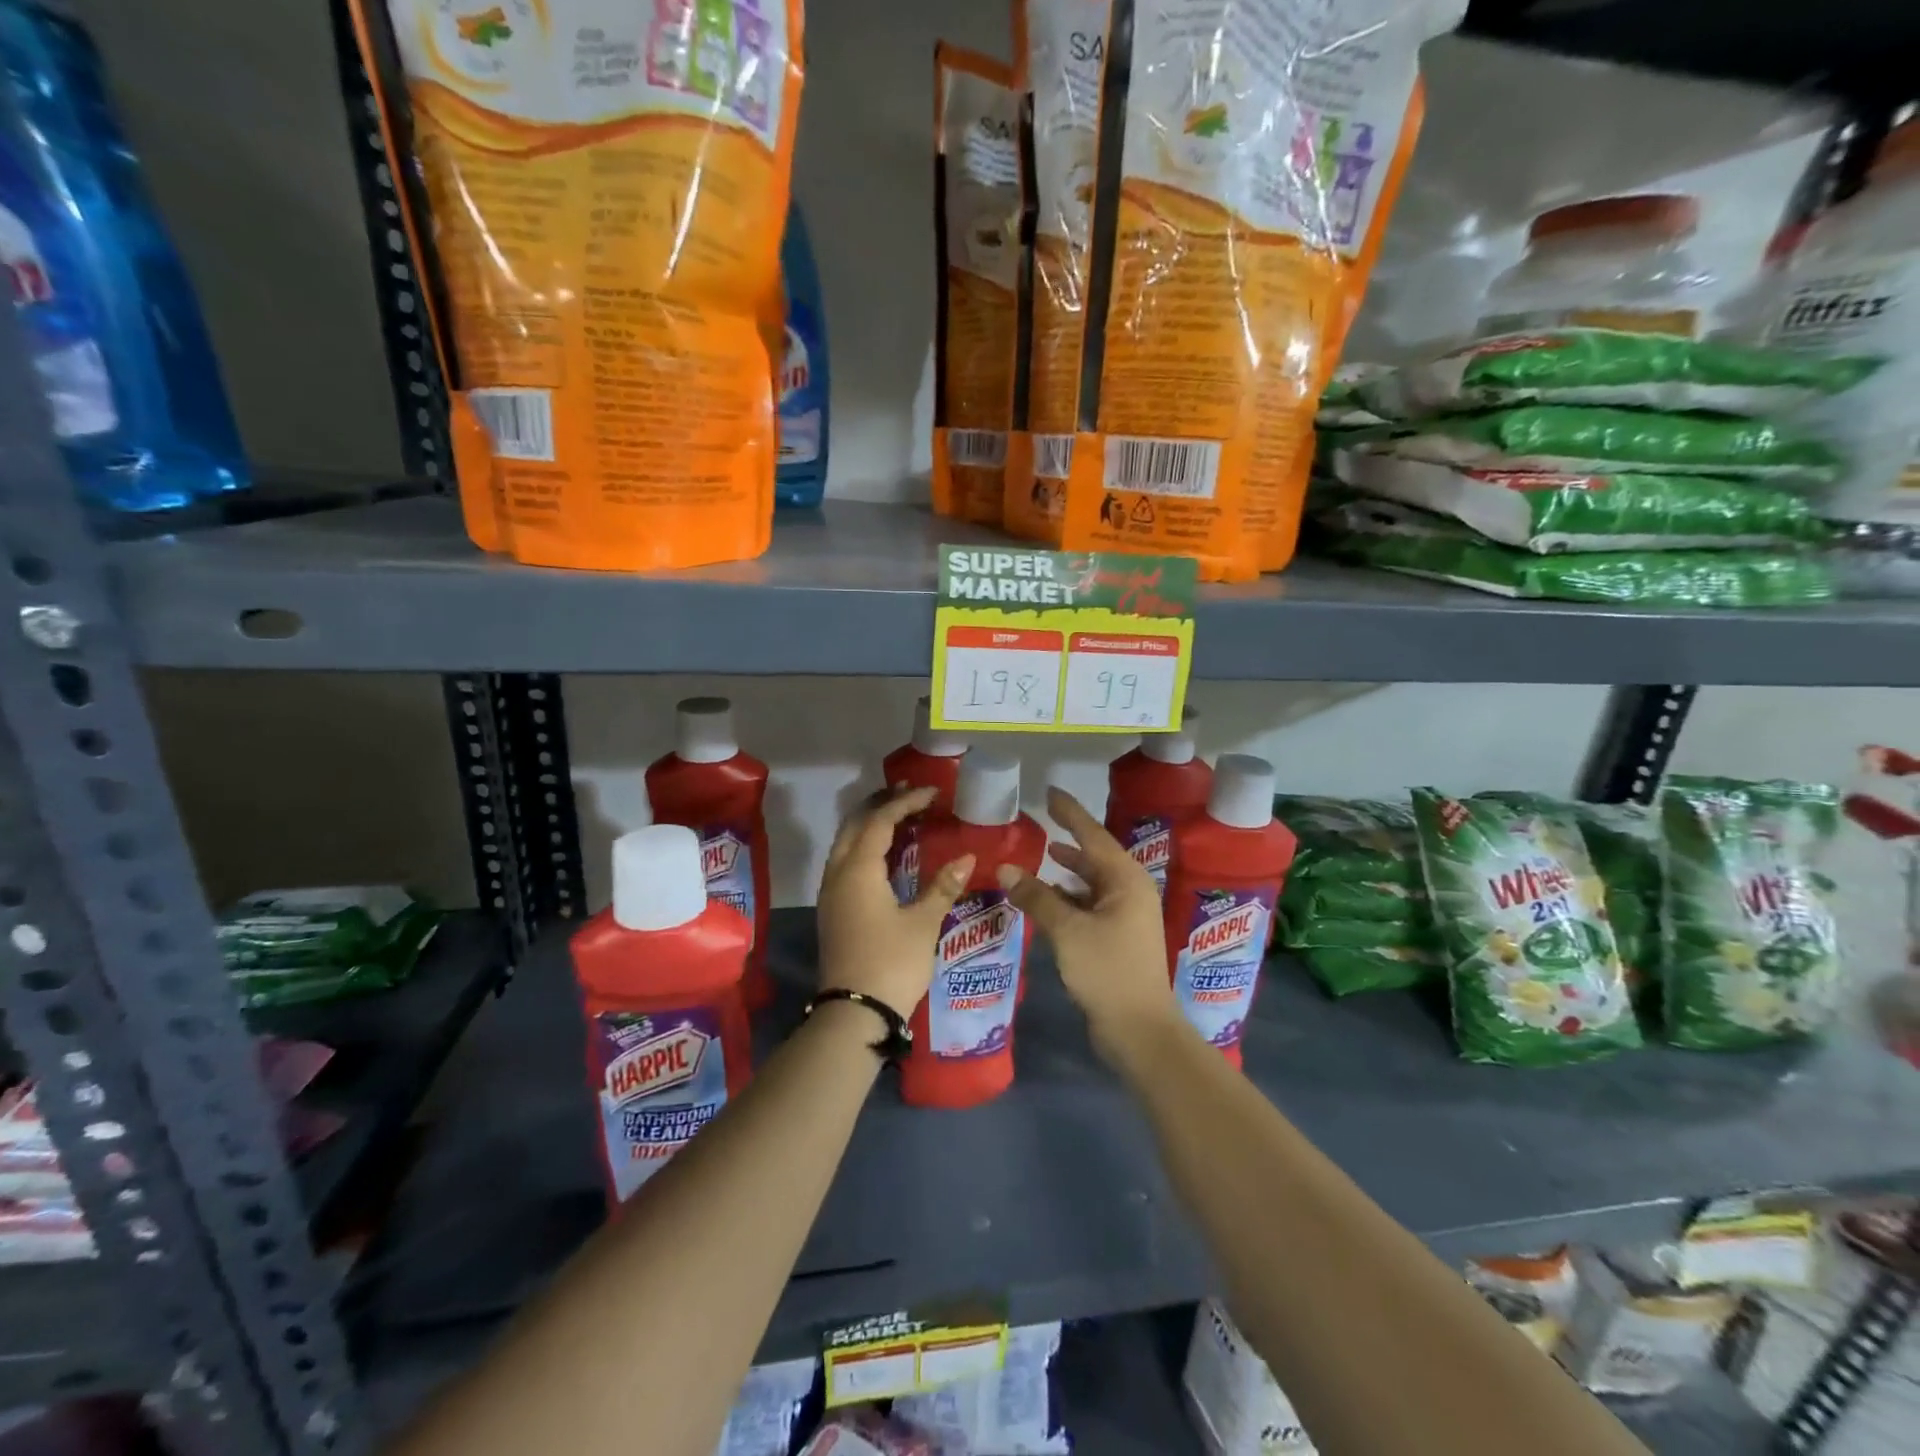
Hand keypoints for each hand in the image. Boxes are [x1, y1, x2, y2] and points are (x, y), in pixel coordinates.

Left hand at [816, 787, 973, 1016]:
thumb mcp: (923, 923)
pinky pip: (845, 862)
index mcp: (858, 870)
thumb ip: (942, 886)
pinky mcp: (832, 910)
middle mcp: (837, 874)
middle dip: (880, 805)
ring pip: (845, 843)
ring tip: (899, 816)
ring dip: (869, 825)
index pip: (880, 821)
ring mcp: (830, 893)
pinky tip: (885, 854)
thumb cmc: (892, 963)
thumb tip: (966, 857)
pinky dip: (864, 846)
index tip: (932, 792)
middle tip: (910, 794)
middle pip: (854, 825)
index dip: (905, 802)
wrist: (854, 1013)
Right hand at [996, 788, 1179, 1060]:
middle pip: (1095, 857)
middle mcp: (1130, 891)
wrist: (1140, 1029)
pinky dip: (1069, 898)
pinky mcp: (1117, 938)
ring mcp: (1126, 916)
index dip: (1070, 813)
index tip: (1050, 792)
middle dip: (1069, 841)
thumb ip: (1036, 897)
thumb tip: (1006, 868)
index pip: (1092, 835)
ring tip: (1041, 857)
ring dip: (1067, 872)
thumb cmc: (1108, 971)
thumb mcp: (1067, 931)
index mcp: (1126, 880)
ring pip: (1091, 883)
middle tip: (1042, 822)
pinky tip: (1048, 899)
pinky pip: (1089, 905)